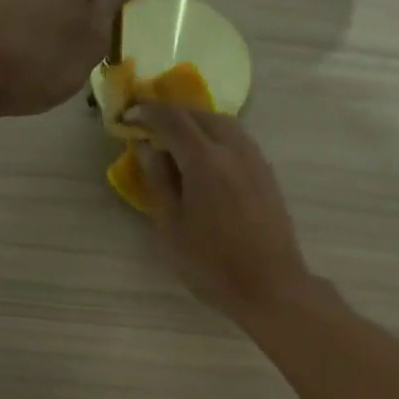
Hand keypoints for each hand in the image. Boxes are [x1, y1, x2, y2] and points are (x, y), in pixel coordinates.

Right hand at [128, 104, 314, 322]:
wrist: (270, 285)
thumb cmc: (212, 265)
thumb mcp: (172, 228)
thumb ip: (159, 182)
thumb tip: (148, 147)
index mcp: (205, 160)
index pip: (172, 119)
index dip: (147, 112)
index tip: (128, 115)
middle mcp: (233, 149)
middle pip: (200, 114)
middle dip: (171, 114)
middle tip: (149, 126)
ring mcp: (255, 159)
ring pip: (223, 123)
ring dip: (196, 122)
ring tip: (176, 139)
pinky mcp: (266, 172)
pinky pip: (238, 139)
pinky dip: (216, 135)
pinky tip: (206, 157)